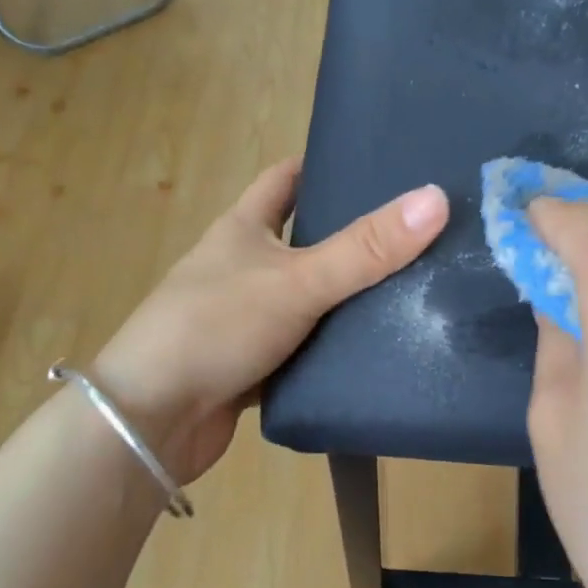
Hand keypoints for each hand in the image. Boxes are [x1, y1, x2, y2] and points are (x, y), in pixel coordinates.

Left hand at [93, 157, 448, 482]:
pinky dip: (332, 349)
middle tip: (413, 235)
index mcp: (243, 229)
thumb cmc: (215, 328)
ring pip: (307, 299)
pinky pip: (303, 348)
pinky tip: (375, 351)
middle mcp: (241, 267)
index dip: (323, 166)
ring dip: (346, 298)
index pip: (285, 179)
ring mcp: (244, 319)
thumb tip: (436, 199)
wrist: (152, 421)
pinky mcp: (252, 366)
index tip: (375, 166)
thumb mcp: (297, 281)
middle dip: (350, 236)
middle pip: (303, 240)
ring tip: (412, 291)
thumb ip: (365, 249)